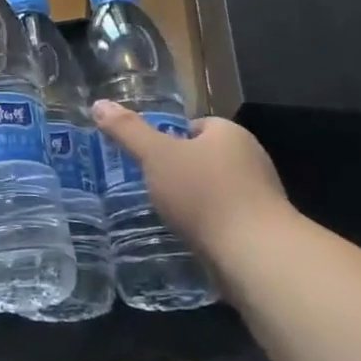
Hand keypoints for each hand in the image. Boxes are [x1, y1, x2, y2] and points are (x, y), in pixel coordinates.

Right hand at [89, 103, 293, 270]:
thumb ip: (128, 131)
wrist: (256, 256)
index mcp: (230, 134)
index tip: (147, 157)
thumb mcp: (156, 156)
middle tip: (150, 185)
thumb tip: (98, 104)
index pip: (195, 126)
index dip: (170, 138)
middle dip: (180, 171)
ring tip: (165, 213)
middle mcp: (250, 159)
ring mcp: (260, 197)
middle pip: (205, 158)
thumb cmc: (205, 194)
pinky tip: (189, 237)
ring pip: (216, 190)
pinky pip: (226, 220)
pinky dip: (207, 226)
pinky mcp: (261, 231)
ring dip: (194, 201)